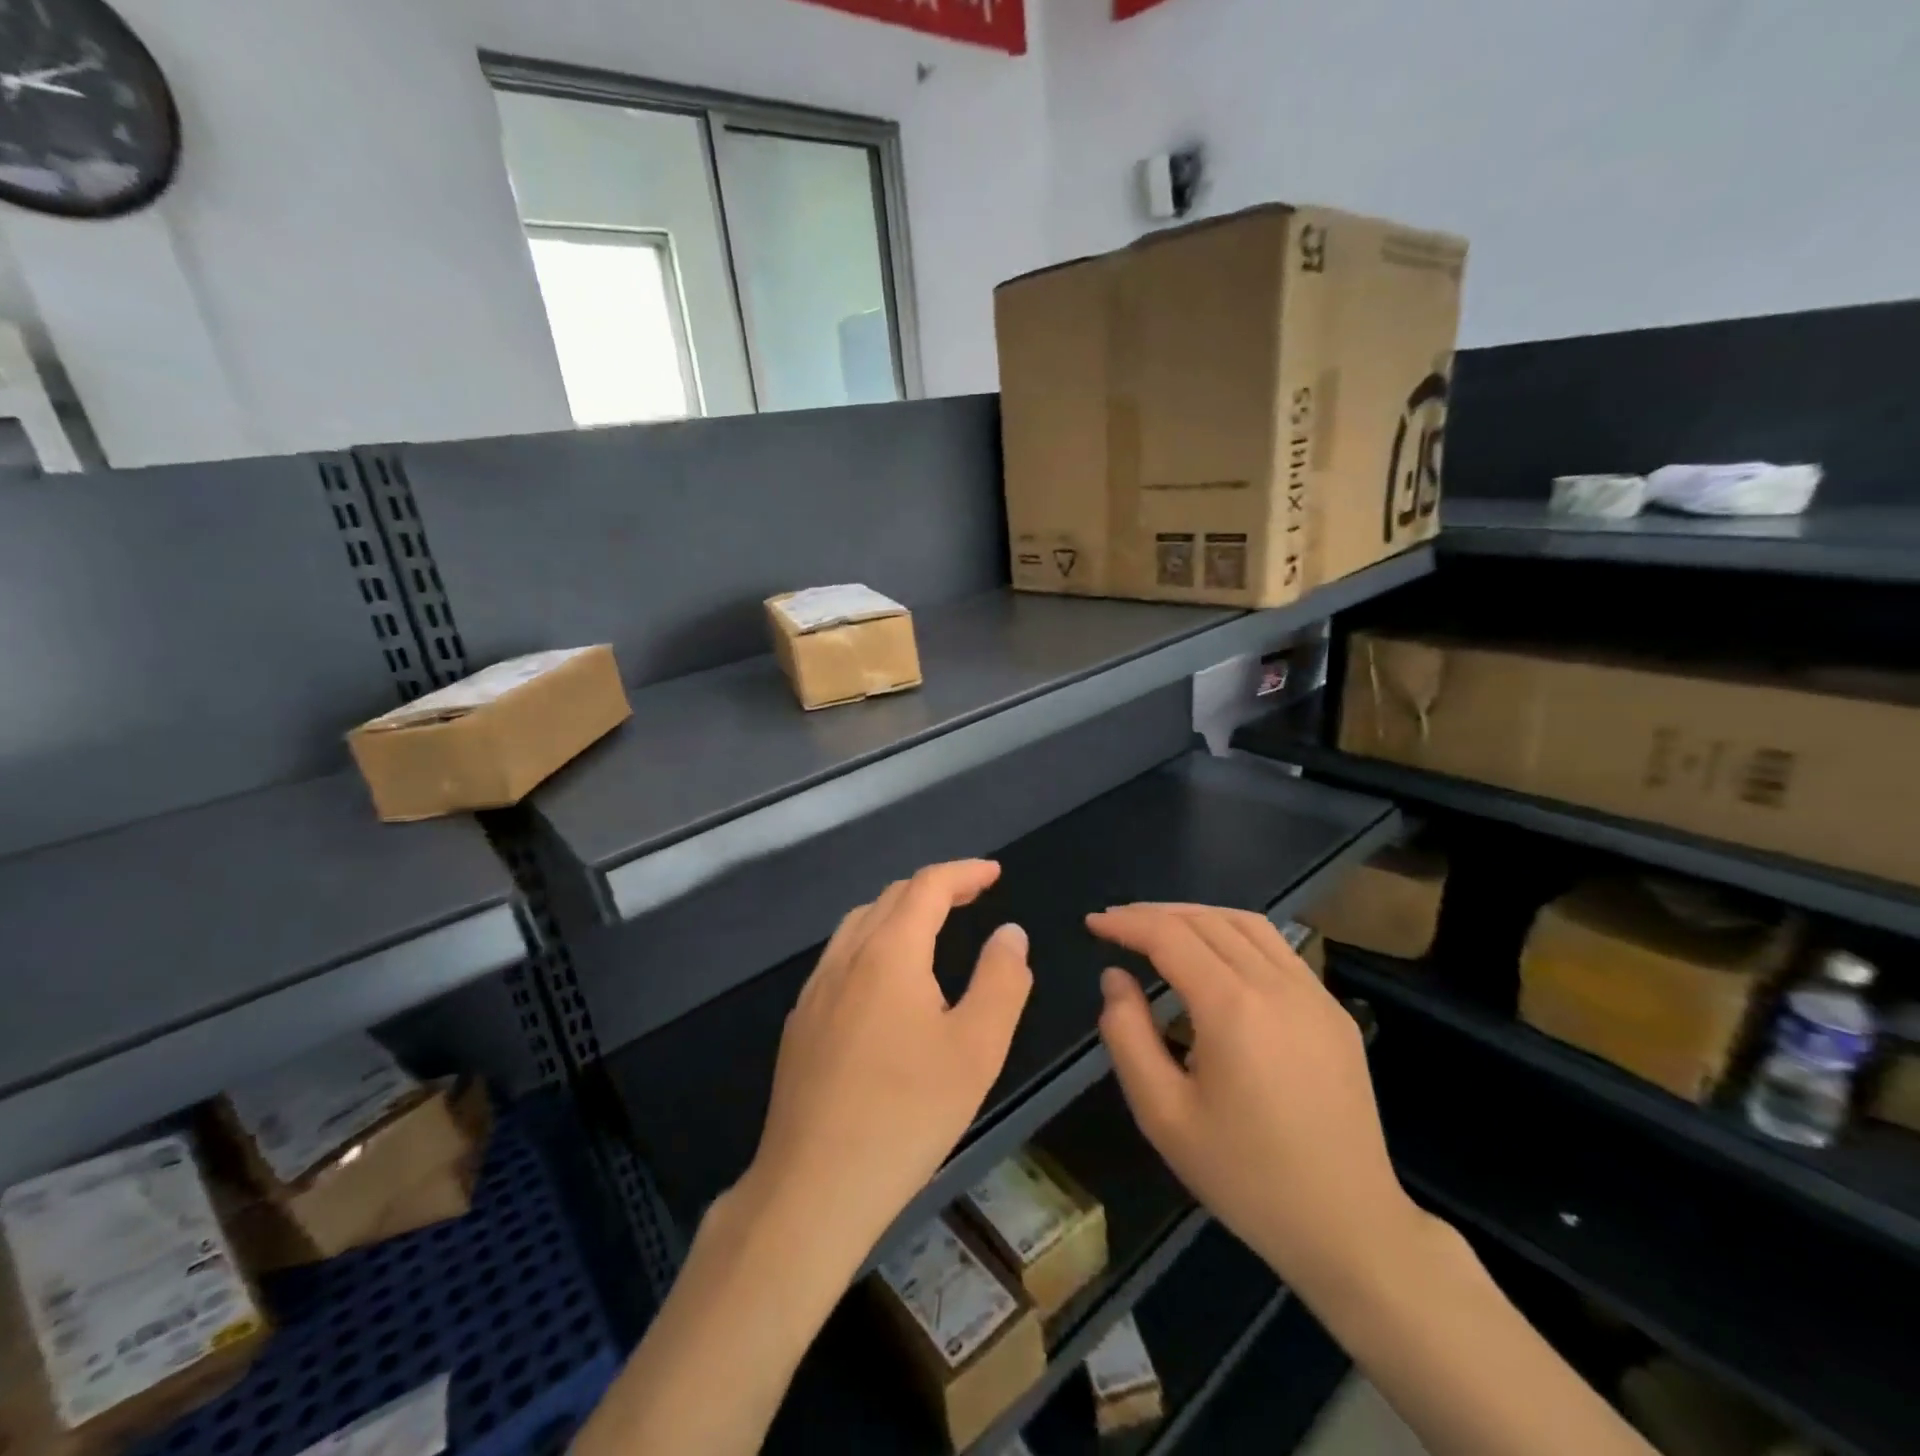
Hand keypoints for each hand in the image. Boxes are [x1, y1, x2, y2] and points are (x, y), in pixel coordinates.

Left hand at [736, 860, 1033, 1272]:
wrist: (813, 1186)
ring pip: (860, 923)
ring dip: (900, 911)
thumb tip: (1009, 932)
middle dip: (935, 888)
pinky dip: (873, 941)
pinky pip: (841, 956)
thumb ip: (1001, 980)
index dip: (964, 872)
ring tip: (932, 926)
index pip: (928, 886)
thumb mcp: (977, 1048)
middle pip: (891, 897)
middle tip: (973, 896)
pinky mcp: (800, 1021)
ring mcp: (815, 988)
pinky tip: (885, 980)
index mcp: (890, 951)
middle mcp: (846, 956)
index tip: (994, 873)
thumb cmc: (907, 1113)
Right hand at [1090, 904, 1422, 1301]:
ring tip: (1161, 928)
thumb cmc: (1246, 1177)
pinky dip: (1234, 934)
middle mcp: (1276, 985)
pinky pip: (1277, 949)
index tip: (1093, 923)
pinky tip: (1217, 957)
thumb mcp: (1163, 1115)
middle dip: (1155, 914)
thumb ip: (1127, 1035)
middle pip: (1206, 920)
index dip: (1126, 923)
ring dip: (1196, 915)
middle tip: (1117, 923)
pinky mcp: (1333, 1010)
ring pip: (1246, 924)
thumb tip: (1116, 978)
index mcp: (1232, 1008)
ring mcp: (1313, 994)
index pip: (1169, 936)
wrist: (1350, 1227)